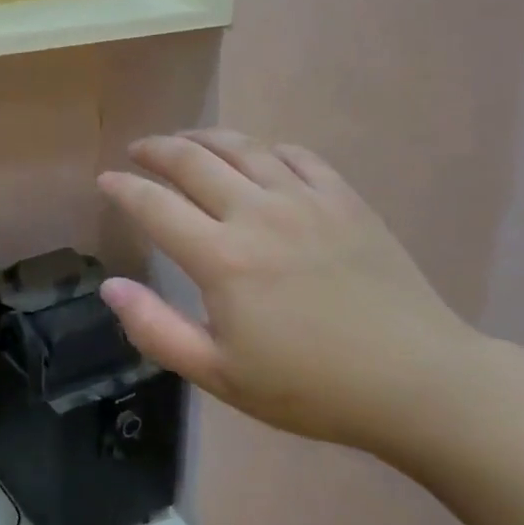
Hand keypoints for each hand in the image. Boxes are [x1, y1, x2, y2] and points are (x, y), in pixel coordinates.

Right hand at [97, 129, 480, 453]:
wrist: (418, 382)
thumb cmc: (311, 387)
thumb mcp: (220, 375)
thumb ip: (156, 330)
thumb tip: (109, 287)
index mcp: (221, 258)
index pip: (154, 205)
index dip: (123, 188)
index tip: (105, 180)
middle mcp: (256, 214)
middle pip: (192, 160)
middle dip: (156, 150)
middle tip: (138, 151)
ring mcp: (304, 200)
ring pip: (241, 146)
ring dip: (204, 138)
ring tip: (185, 141)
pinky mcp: (344, 199)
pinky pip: (295, 154)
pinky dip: (265, 148)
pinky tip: (257, 156)